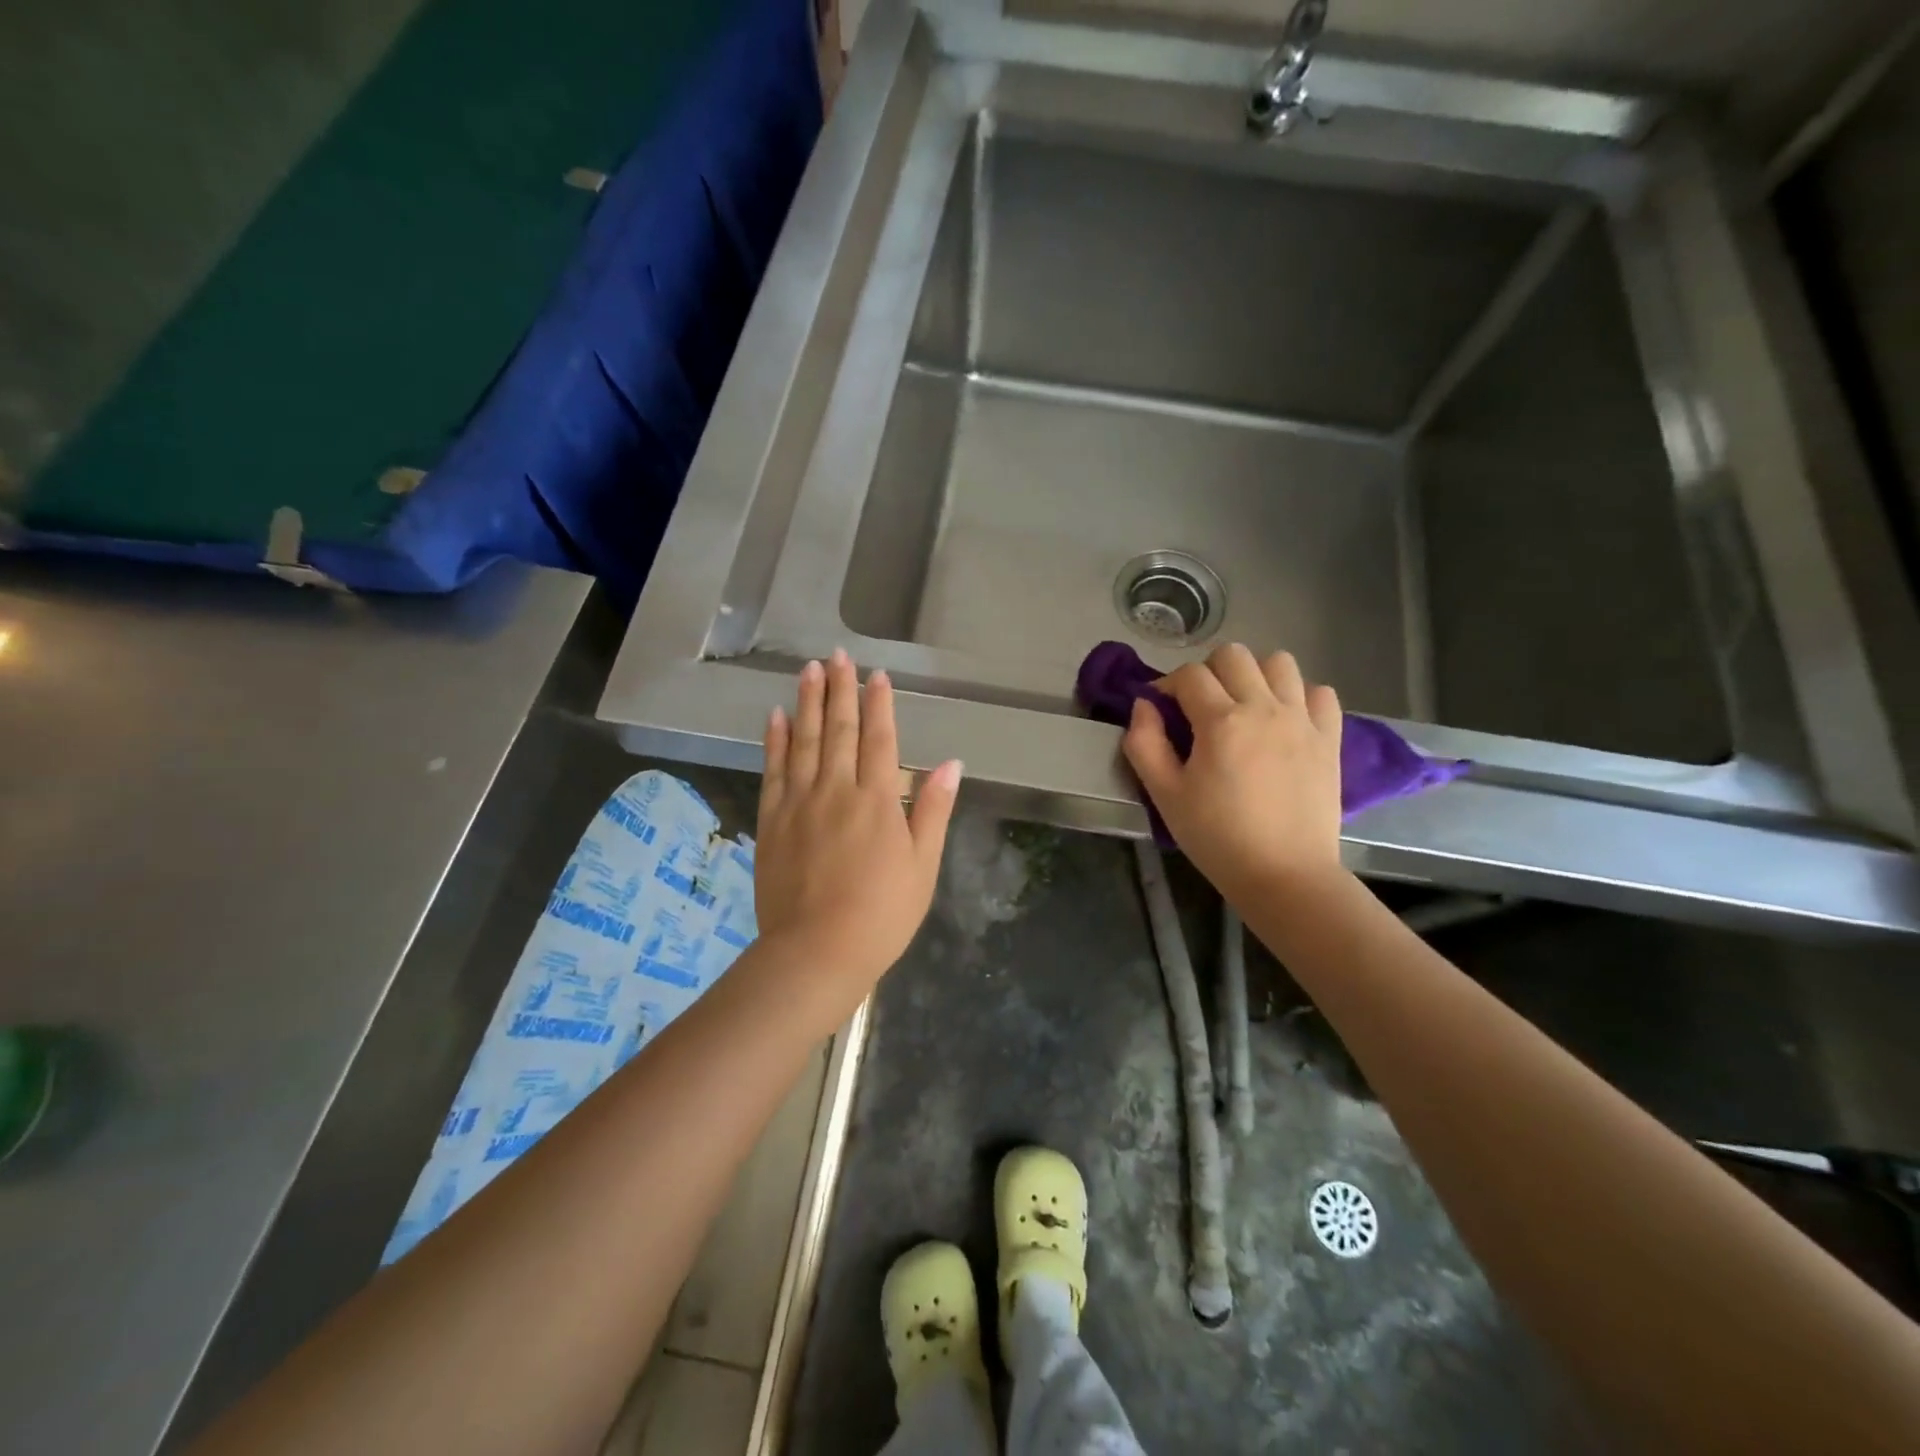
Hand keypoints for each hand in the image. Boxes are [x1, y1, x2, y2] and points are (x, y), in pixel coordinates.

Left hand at [754, 650, 961, 1001]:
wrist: (816, 952)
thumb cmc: (881, 914)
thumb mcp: (922, 866)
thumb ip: (932, 810)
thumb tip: (951, 763)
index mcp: (877, 800)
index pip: (879, 739)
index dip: (879, 704)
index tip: (877, 675)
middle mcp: (836, 790)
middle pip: (839, 729)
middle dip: (840, 689)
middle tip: (837, 655)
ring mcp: (799, 803)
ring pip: (804, 740)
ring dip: (807, 702)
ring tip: (808, 670)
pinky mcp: (772, 821)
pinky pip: (773, 770)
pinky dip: (775, 740)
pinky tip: (776, 717)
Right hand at [1123, 643, 1344, 905]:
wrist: (1284, 875)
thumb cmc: (1217, 838)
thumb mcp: (1164, 795)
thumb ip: (1145, 743)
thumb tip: (1144, 705)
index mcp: (1221, 721)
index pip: (1189, 675)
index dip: (1168, 685)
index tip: (1161, 708)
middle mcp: (1264, 708)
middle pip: (1234, 655)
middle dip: (1209, 671)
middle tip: (1200, 706)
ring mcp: (1303, 720)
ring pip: (1280, 662)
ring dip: (1255, 675)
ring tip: (1244, 706)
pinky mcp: (1330, 738)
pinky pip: (1320, 692)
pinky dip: (1299, 696)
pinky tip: (1284, 720)